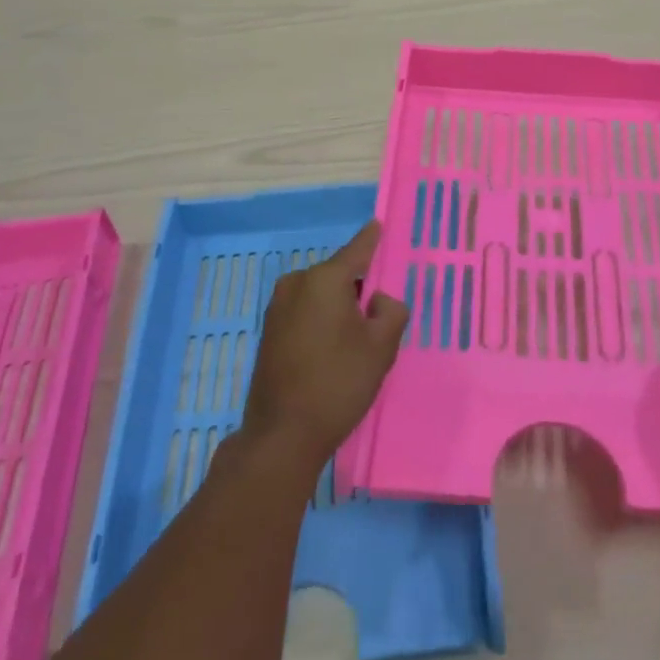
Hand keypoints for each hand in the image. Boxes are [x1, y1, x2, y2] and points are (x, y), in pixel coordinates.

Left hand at [241, 221, 409, 469]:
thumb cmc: (338, 383)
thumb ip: (391, 310)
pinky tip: (332, 352)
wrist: (282, 436)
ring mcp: (278, 307)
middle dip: (359, 288)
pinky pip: (305, 312)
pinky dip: (322, 321)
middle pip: (339, 274)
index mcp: (325, 278)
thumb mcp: (381, 347)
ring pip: (321, 295)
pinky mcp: (269, 331)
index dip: (373, 238)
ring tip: (356, 343)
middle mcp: (297, 283)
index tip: (379, 224)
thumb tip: (376, 301)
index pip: (358, 248)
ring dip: (340, 308)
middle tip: (378, 320)